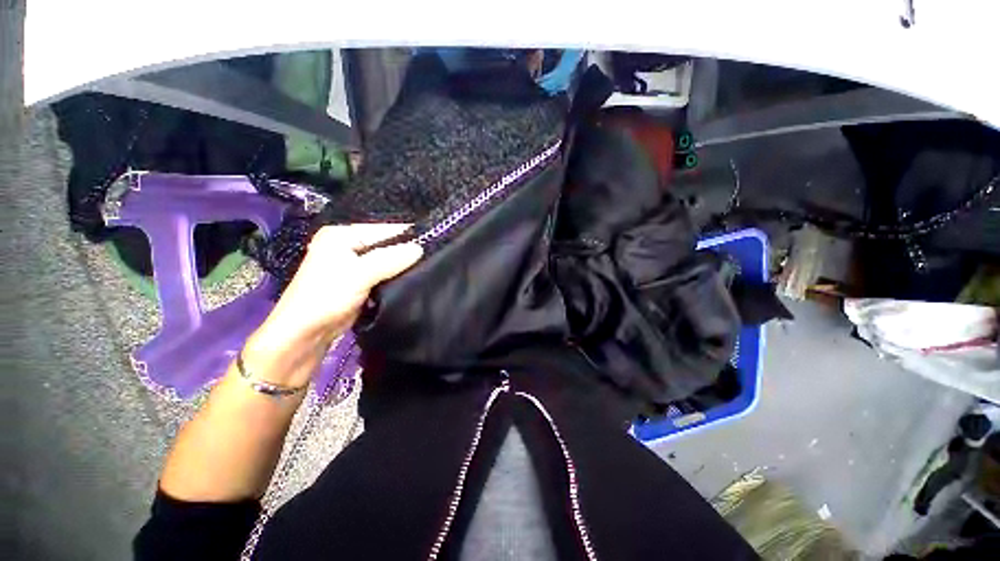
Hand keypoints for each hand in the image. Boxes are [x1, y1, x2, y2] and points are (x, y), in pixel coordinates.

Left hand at [242, 224, 422, 387]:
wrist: (305, 334)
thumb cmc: (326, 297)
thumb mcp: (360, 274)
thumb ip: (390, 259)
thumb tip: (420, 248)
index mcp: (342, 235)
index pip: (384, 230)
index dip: (408, 237)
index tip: (434, 243)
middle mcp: (347, 245)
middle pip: (386, 245)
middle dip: (406, 253)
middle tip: (432, 259)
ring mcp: (353, 264)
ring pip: (387, 261)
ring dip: (402, 267)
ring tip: (426, 269)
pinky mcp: (359, 281)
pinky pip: (383, 274)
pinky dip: (395, 277)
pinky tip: (411, 280)